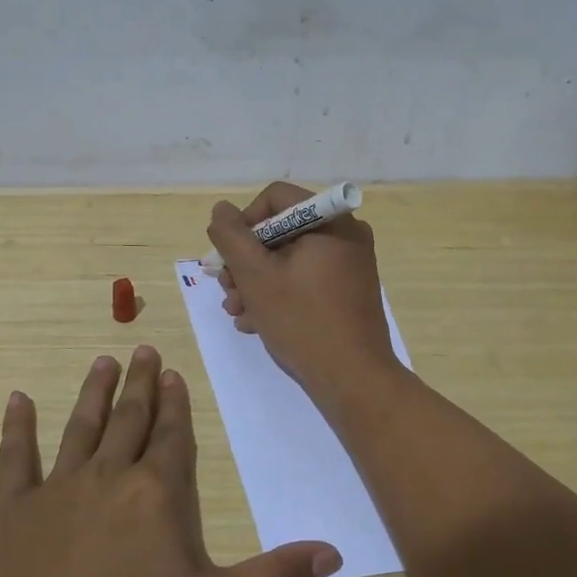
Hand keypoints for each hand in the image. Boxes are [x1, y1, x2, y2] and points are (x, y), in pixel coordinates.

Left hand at [0, 345, 341, 576]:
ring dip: (94, 392)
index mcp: (156, 492)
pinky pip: (16, 457)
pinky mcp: (15, 509)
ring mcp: (58, 488)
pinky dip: (17, 427)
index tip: (173, 373)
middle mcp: (109, 475)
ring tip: (103, 361)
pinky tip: (17, 398)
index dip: (176, 404)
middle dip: (139, 383)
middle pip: (129, 418)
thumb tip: (334, 553)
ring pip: (81, 426)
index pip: (171, 435)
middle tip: (142, 350)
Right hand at [207, 182, 401, 400]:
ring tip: (237, 313)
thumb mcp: (256, 276)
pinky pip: (307, 279)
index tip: (229, 258)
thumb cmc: (302, 321)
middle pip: (281, 231)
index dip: (244, 223)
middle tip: (227, 291)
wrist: (353, 379)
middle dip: (247, 261)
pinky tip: (257, 322)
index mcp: (330, 221)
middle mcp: (346, 234)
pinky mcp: (349, 291)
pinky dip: (280, 294)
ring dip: (257, 283)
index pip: (275, 198)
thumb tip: (222, 210)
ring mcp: (351, 265)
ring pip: (291, 259)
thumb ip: (232, 237)